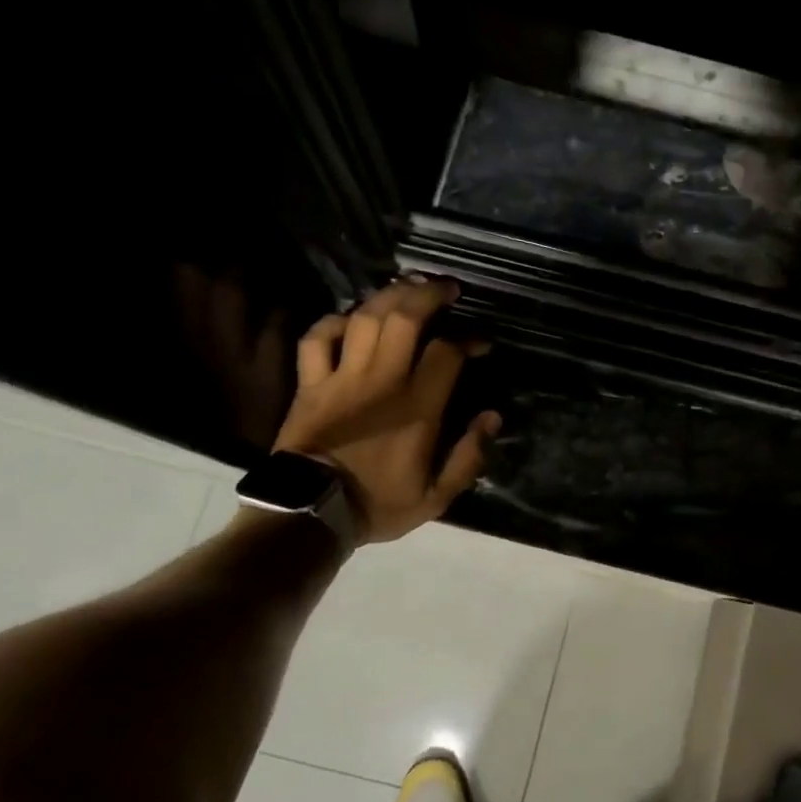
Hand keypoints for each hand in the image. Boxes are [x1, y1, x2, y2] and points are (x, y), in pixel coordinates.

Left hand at [272, 275, 501, 543]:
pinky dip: (333, 322)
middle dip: (429, 295)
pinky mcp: (310, 383)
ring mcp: (341, 377)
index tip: (480, 342)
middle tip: (447, 288)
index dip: (468, 339)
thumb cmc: (377, 504)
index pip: (446, 352)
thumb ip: (468, 457)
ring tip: (408, 286)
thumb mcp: (436, 496)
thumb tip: (491, 417)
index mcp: (416, 407)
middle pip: (405, 318)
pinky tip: (350, 318)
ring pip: (364, 318)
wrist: (309, 515)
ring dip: (388, 295)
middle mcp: (381, 381)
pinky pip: (317, 338)